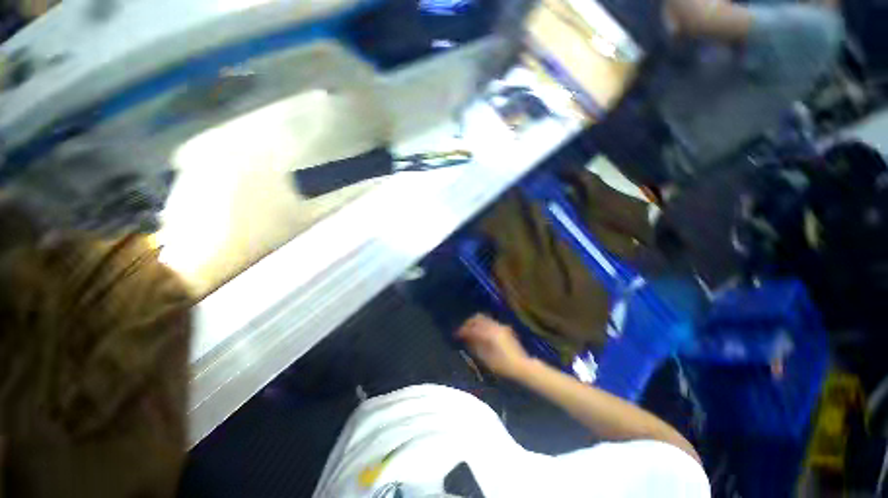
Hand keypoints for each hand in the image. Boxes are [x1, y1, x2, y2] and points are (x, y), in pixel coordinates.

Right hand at [457, 314, 532, 379]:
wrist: (522, 366)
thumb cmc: (503, 365)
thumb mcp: (485, 358)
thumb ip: (474, 346)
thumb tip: (466, 338)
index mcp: (489, 333)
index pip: (472, 327)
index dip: (462, 330)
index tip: (456, 335)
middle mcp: (495, 326)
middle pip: (478, 318)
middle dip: (469, 322)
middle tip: (462, 330)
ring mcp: (501, 326)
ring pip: (485, 318)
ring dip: (476, 323)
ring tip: (470, 332)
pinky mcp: (505, 329)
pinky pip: (490, 322)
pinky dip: (483, 325)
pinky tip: (480, 334)